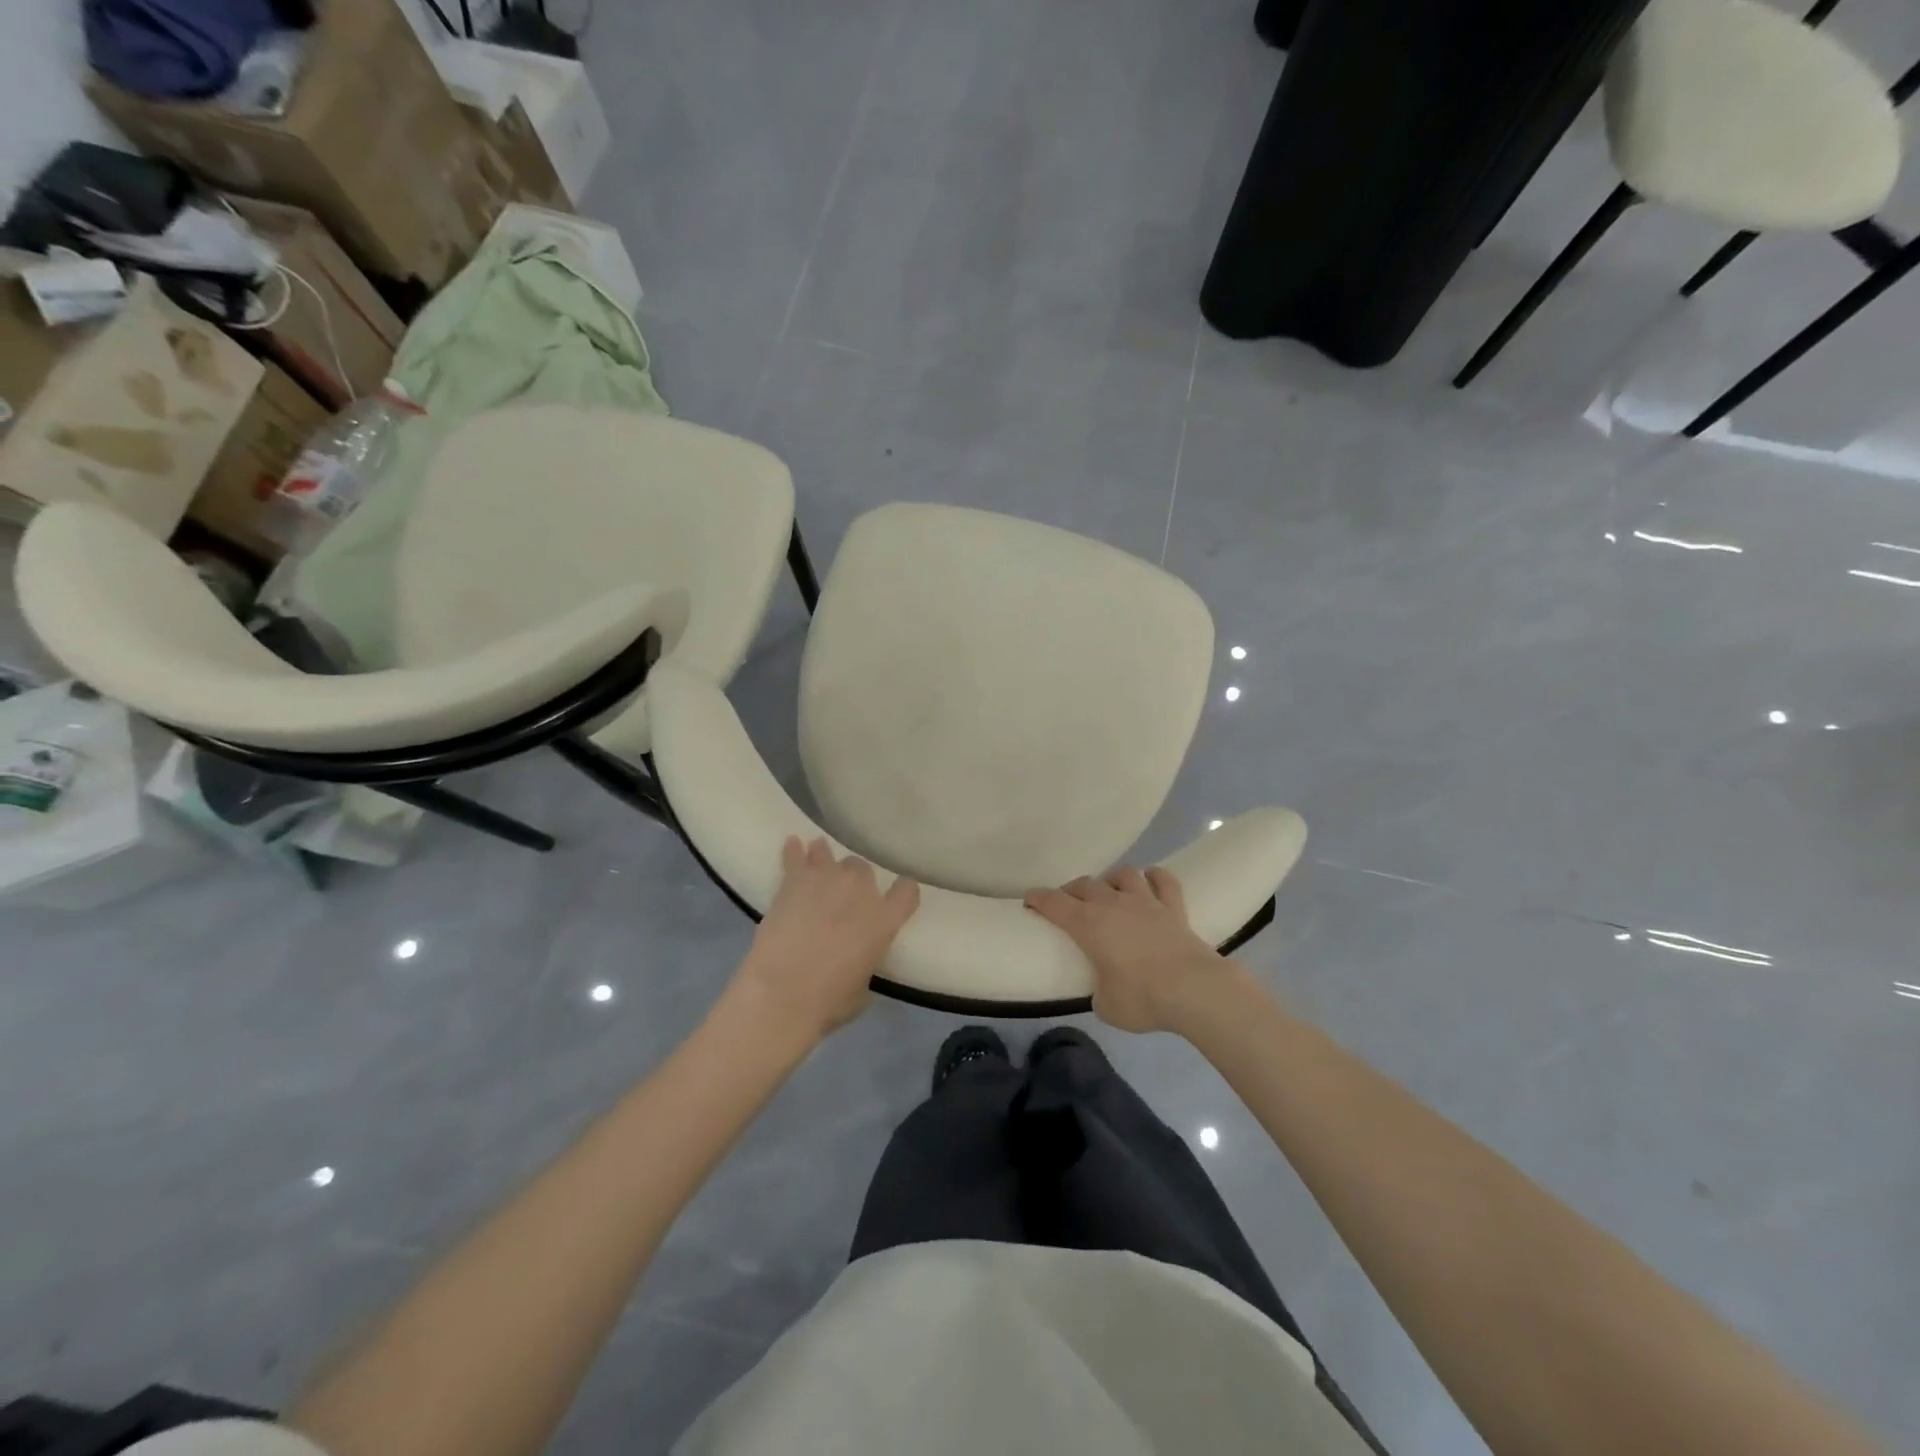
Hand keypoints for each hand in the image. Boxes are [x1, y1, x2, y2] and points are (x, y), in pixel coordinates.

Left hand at [730, 837, 919, 1042]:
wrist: (781, 994)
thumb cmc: (828, 1002)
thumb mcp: (863, 988)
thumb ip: (866, 961)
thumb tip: (857, 958)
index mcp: (885, 920)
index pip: (907, 891)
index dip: (902, 892)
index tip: (896, 897)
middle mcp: (860, 891)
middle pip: (863, 869)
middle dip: (856, 881)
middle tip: (844, 898)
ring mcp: (826, 879)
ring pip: (830, 855)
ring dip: (826, 862)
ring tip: (819, 865)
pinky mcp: (793, 881)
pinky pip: (796, 856)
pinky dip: (794, 851)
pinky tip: (793, 844)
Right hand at [1025, 867, 1244, 1033]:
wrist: (1194, 989)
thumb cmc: (1142, 998)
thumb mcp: (1107, 1006)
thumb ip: (1100, 992)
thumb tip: (1106, 989)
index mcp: (1088, 924)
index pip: (1054, 903)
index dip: (1038, 898)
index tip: (1030, 900)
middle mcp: (1113, 904)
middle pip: (1085, 884)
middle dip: (1072, 890)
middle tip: (1068, 902)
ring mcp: (1146, 901)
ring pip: (1123, 874)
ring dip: (1112, 880)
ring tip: (1110, 891)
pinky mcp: (1174, 907)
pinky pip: (1163, 881)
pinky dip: (1155, 877)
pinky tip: (1150, 879)